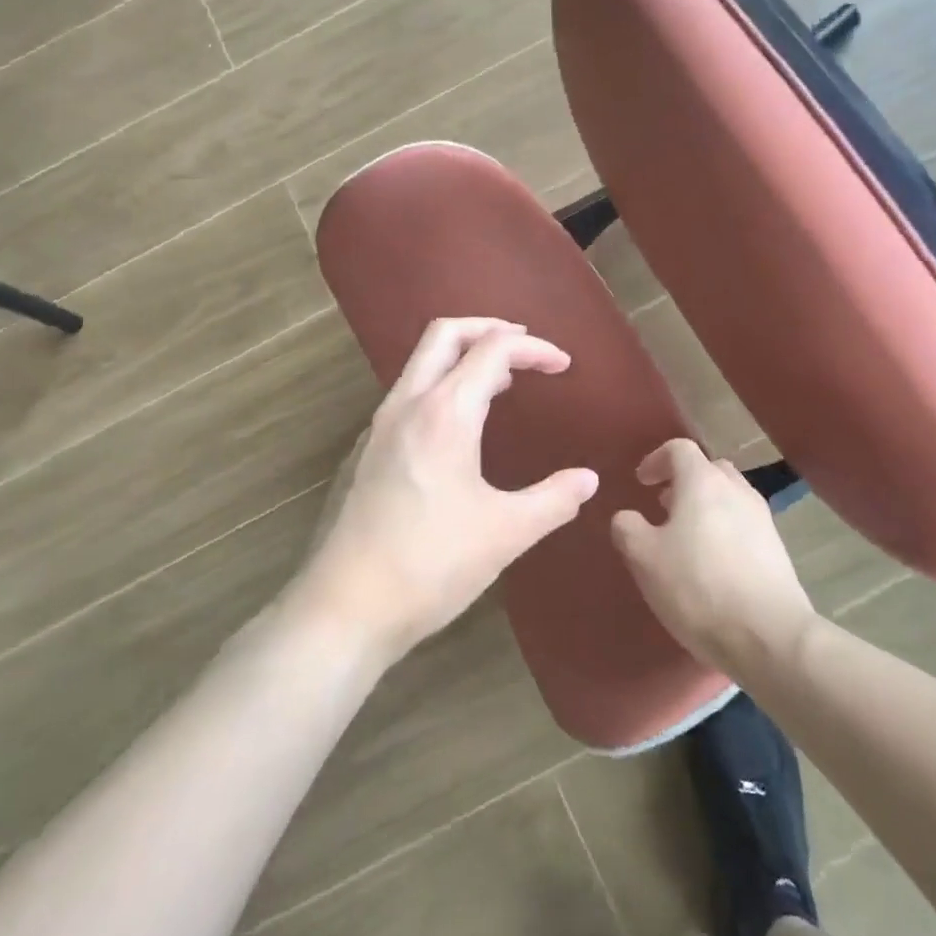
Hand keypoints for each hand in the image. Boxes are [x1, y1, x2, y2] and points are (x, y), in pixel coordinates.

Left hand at [292, 318, 598, 664]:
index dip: (534, 349)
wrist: (347, 606)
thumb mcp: (506, 533)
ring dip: (462, 355)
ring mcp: (381, 425)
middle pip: (445, 334)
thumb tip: (588, 480)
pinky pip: (409, 392)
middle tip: (525, 347)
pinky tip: (459, 425)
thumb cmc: (431, 564)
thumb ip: (553, 499)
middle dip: (488, 328)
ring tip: (501, 381)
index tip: (564, 366)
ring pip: (421, 361)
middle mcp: (408, 404)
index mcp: (445, 412)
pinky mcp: (368, 449)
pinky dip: (441, 383)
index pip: (493, 350)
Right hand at [612, 439, 813, 672]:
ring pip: (729, 498)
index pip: (679, 448)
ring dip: (706, 507)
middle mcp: (736, 490)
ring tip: (687, 539)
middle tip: (664, 507)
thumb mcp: (643, 557)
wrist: (769, 636)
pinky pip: (744, 526)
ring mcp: (762, 519)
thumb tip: (627, 517)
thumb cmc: (698, 586)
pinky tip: (713, 566)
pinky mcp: (778, 550)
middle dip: (684, 482)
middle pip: (709, 469)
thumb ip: (627, 528)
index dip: (656, 460)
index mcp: (702, 481)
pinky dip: (725, 532)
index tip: (641, 483)